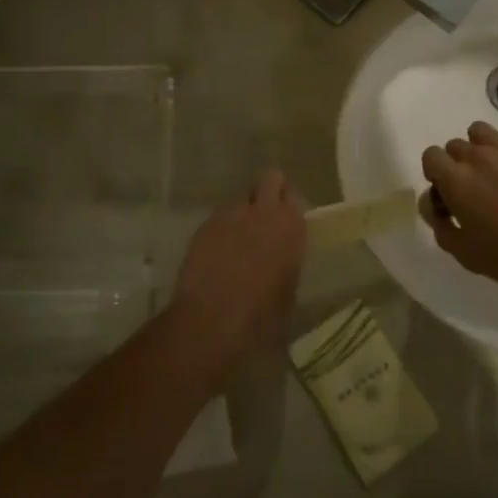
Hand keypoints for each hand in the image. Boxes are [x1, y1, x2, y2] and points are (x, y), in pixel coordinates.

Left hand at [170, 169, 306, 359]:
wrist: (212, 320)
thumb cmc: (262, 315)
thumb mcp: (288, 292)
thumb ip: (288, 262)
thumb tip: (281, 259)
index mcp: (290, 225)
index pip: (293, 195)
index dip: (288, 206)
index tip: (285, 221)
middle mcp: (263, 211)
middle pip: (270, 178)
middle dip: (269, 190)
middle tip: (266, 216)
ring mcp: (231, 214)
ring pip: (240, 199)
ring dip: (243, 213)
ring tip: (238, 240)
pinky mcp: (205, 225)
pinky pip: (219, 218)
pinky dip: (221, 230)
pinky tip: (217, 254)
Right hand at [419, 122, 497, 322]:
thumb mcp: (464, 253)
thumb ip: (439, 224)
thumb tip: (433, 204)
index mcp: (457, 180)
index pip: (431, 156)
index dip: (436, 173)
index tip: (448, 192)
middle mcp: (479, 156)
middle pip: (456, 146)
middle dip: (459, 165)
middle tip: (476, 190)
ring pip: (482, 133)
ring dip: (482, 150)